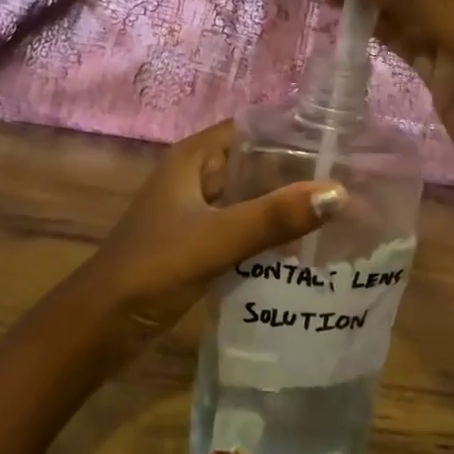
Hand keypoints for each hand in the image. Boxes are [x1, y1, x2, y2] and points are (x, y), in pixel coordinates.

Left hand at [76, 121, 345, 339]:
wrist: (102, 324)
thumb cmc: (154, 267)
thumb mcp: (218, 238)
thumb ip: (274, 216)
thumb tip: (339, 193)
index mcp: (193, 158)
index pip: (252, 129)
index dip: (292, 132)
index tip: (340, 144)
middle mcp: (196, 176)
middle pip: (255, 162)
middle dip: (296, 172)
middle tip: (351, 182)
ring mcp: (196, 211)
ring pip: (250, 197)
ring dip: (285, 204)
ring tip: (338, 212)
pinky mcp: (199, 243)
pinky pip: (243, 227)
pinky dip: (270, 232)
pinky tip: (304, 246)